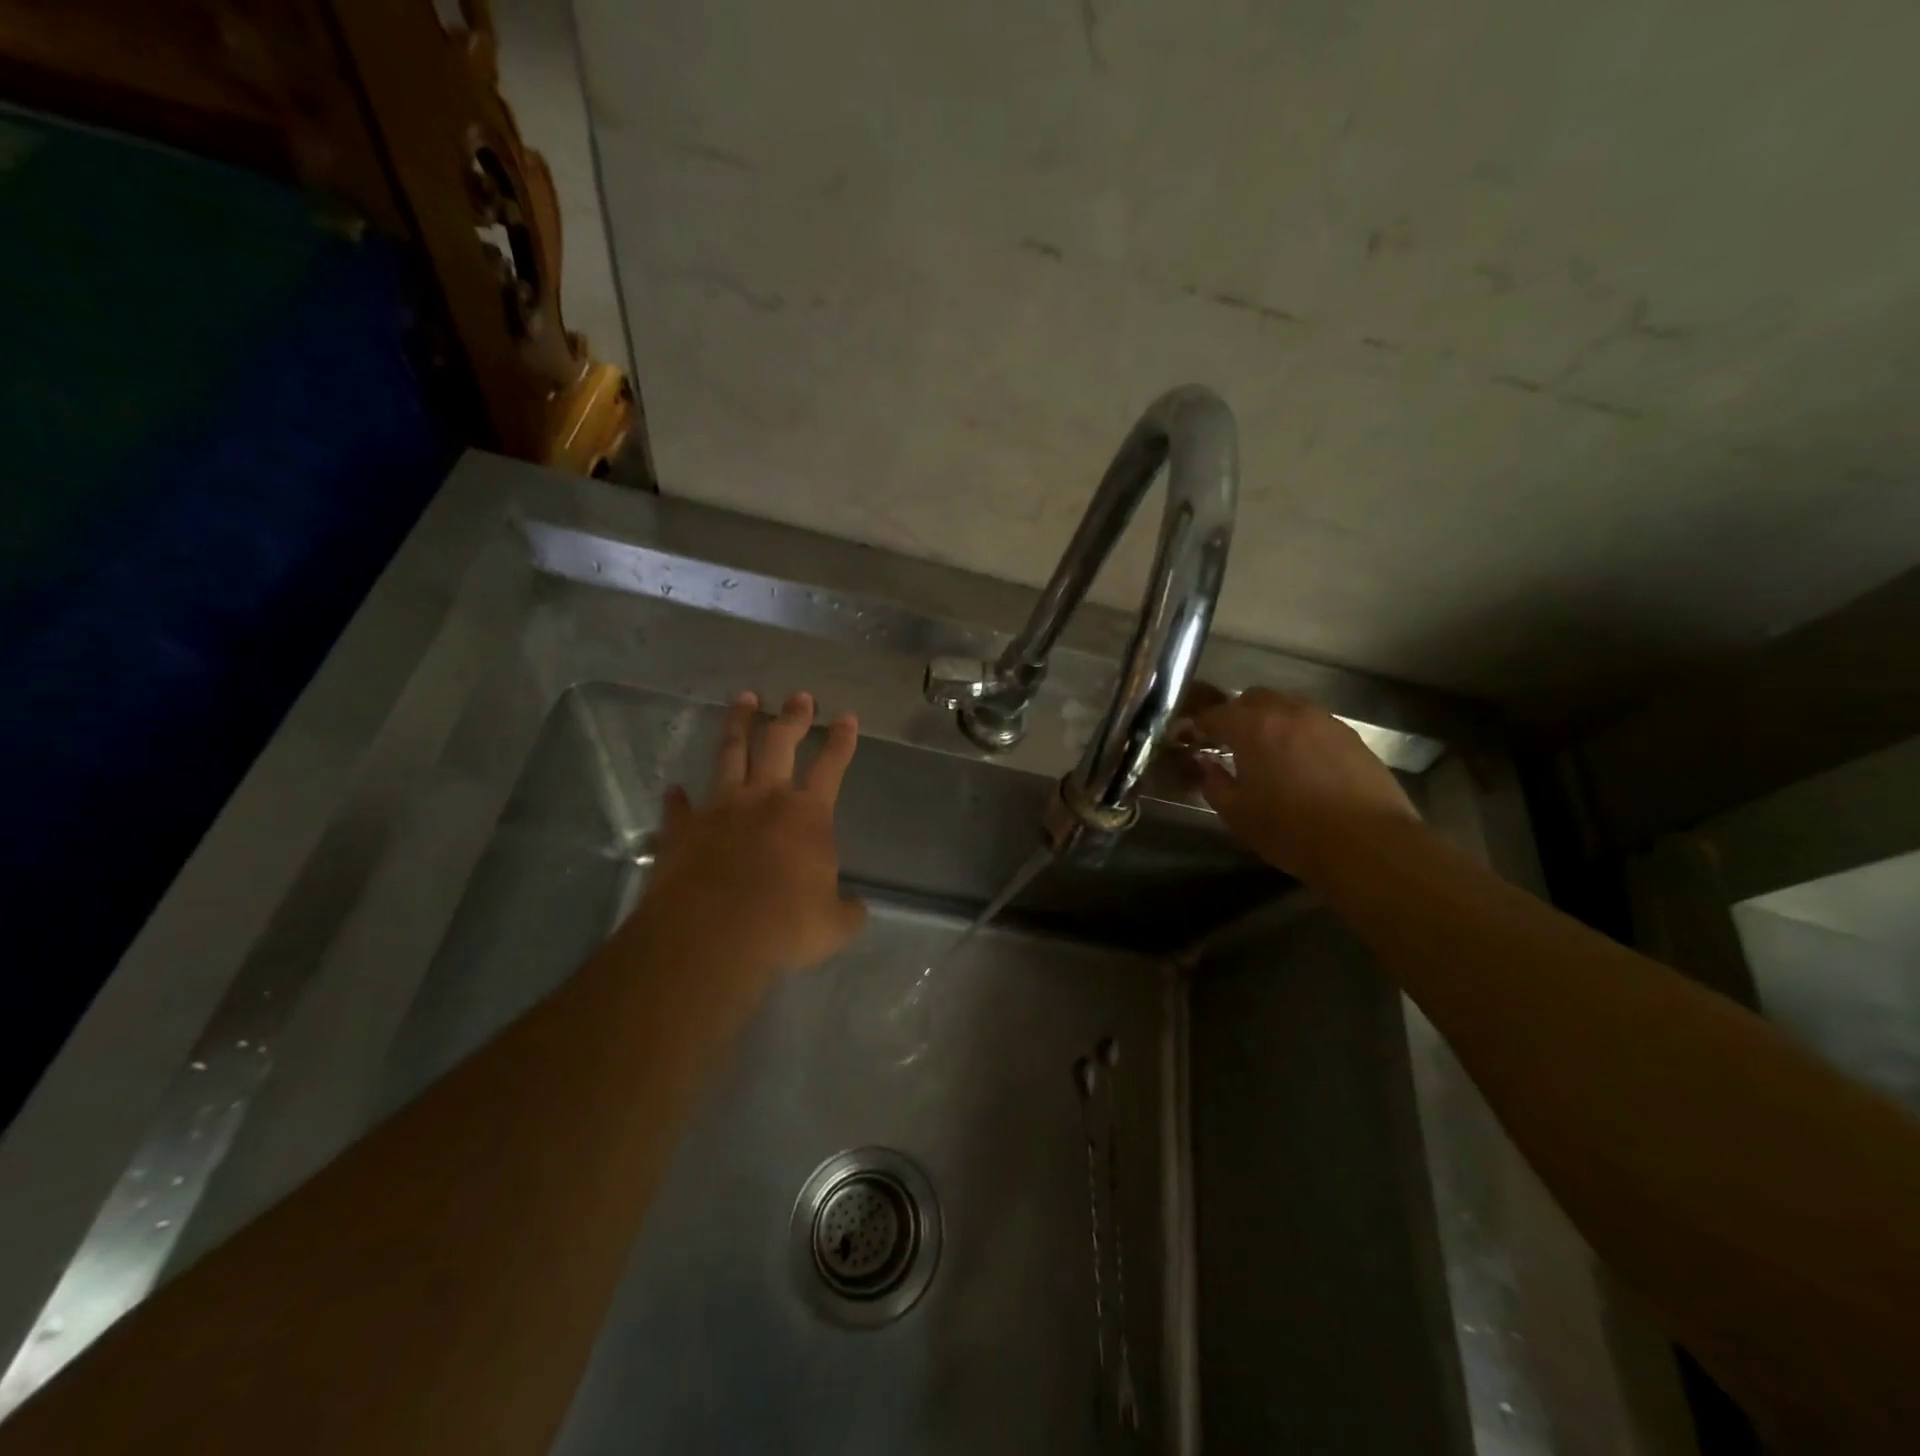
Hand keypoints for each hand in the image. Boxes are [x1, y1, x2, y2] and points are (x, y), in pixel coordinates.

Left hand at [628, 690, 866, 982]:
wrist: (713, 934)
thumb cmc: (784, 925)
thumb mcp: (832, 925)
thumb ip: (846, 911)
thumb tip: (854, 909)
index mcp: (807, 815)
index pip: (831, 766)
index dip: (841, 741)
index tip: (847, 716)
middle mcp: (764, 799)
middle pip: (779, 743)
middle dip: (792, 717)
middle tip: (799, 696)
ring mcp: (719, 809)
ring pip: (730, 754)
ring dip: (737, 724)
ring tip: (742, 699)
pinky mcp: (682, 829)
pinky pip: (679, 807)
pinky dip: (678, 799)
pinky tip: (674, 790)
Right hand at [1190, 688, 1419, 883]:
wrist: (1367, 844)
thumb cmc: (1291, 830)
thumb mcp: (1238, 814)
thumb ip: (1214, 783)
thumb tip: (1206, 765)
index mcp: (1252, 728)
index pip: (1215, 714)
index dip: (1199, 725)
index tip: (1191, 738)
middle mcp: (1288, 712)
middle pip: (1253, 698)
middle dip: (1237, 715)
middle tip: (1230, 742)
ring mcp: (1324, 721)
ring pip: (1288, 706)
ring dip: (1271, 720)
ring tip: (1268, 750)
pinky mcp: (1351, 736)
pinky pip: (1314, 723)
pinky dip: (1299, 733)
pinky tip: (1301, 762)